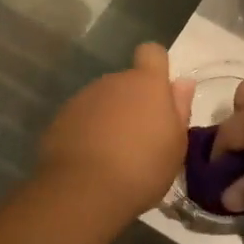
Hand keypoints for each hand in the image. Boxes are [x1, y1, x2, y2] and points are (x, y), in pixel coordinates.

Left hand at [35, 44, 193, 218]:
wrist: (85, 191)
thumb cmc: (143, 167)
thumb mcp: (176, 144)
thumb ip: (179, 108)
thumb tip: (183, 82)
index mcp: (146, 83)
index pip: (152, 52)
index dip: (156, 67)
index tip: (159, 92)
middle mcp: (113, 82)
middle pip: (127, 82)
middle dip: (133, 102)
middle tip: (140, 138)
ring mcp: (83, 98)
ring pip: (103, 101)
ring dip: (109, 117)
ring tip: (114, 154)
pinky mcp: (60, 119)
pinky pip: (81, 118)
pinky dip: (87, 132)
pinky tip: (91, 162)